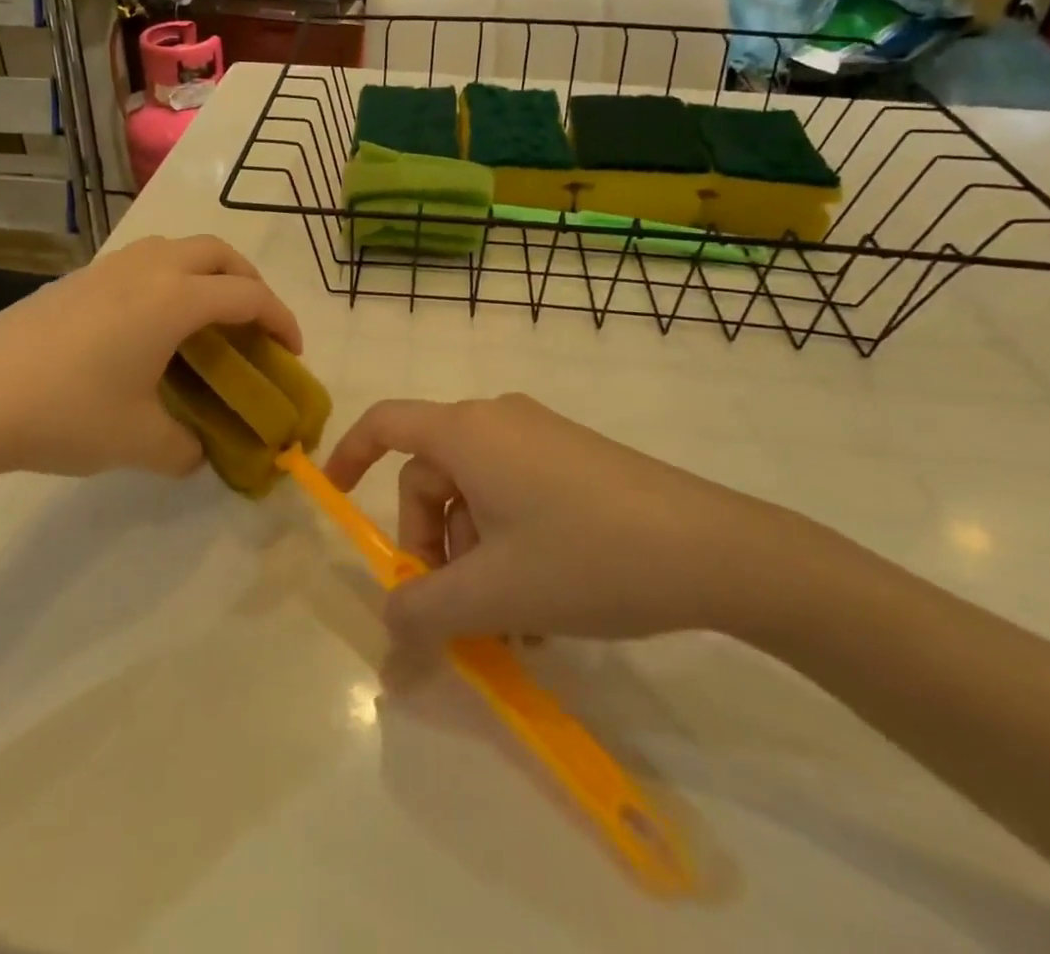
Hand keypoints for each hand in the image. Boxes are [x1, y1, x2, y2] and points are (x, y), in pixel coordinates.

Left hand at [0, 236, 299, 488]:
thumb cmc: (65, 413)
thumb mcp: (138, 441)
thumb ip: (185, 448)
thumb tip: (199, 453)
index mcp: (174, 300)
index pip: (248, 297)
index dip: (281, 320)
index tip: (291, 352)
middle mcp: (148, 270)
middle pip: (219, 254)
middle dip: (249, 283)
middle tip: (254, 325)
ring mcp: (108, 268)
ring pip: (178, 249)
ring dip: (207, 273)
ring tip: (206, 319)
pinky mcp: (78, 278)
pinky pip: (144, 262)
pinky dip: (169, 279)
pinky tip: (150, 326)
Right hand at [325, 394, 788, 644]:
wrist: (714, 550)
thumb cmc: (586, 557)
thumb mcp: (494, 593)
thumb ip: (424, 612)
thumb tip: (388, 628)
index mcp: (466, 431)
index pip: (385, 425)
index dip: (349, 454)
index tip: (335, 495)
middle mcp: (497, 420)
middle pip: (432, 478)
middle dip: (431, 546)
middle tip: (455, 612)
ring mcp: (540, 437)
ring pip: (477, 496)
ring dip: (475, 559)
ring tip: (512, 627)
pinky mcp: (574, 458)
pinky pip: (515, 496)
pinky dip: (509, 546)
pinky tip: (542, 607)